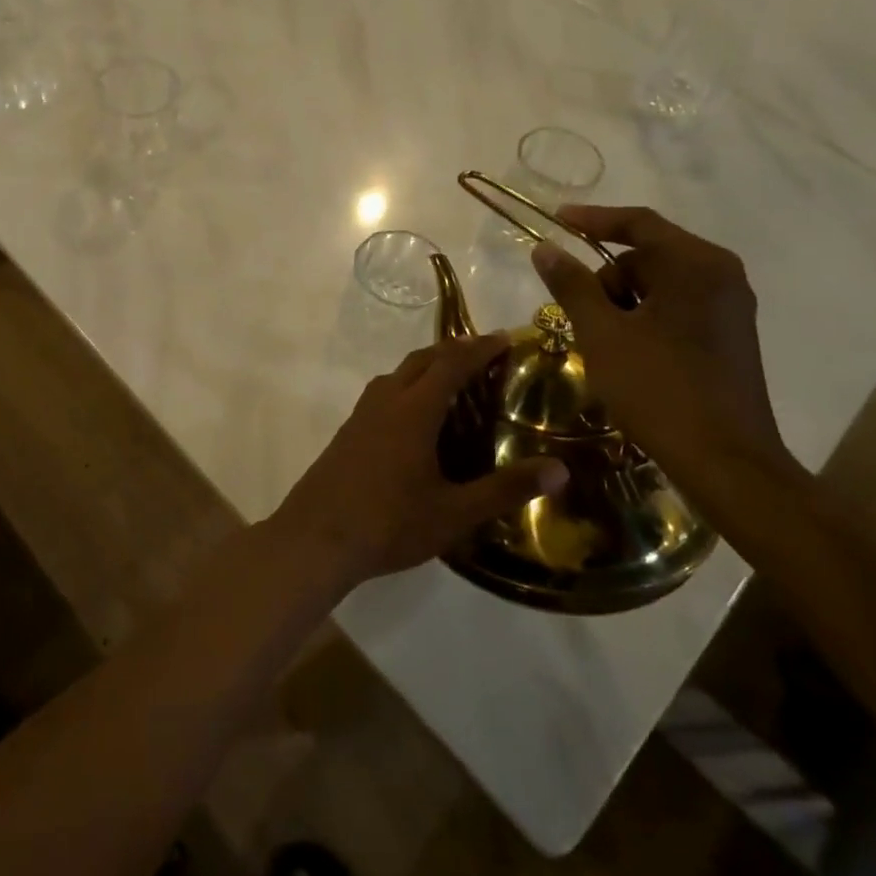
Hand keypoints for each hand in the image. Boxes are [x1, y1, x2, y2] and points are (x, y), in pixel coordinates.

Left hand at [268, 336, 568, 591]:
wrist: (315, 538)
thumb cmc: (389, 523)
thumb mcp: (454, 512)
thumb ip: (505, 489)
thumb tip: (560, 469)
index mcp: (413, 410)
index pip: (451, 364)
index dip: (479, 348)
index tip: (506, 337)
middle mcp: (385, 401)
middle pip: (421, 360)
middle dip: (453, 350)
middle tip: (484, 353)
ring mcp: (361, 415)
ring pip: (397, 375)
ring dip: (426, 367)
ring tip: (454, 381)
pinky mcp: (348, 432)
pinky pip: (383, 394)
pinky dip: (407, 388)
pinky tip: (416, 418)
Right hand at [532, 206, 792, 480]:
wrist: (725, 460)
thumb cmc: (658, 388)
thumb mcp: (601, 333)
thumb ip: (571, 285)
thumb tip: (545, 249)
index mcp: (695, 265)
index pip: (638, 224)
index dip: (592, 219)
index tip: (556, 220)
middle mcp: (721, 276)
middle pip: (648, 255)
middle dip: (607, 276)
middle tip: (578, 312)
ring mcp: (730, 307)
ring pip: (660, 284)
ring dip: (623, 300)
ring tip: (602, 340)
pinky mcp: (730, 336)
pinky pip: (677, 306)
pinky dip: (645, 316)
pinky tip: (628, 351)